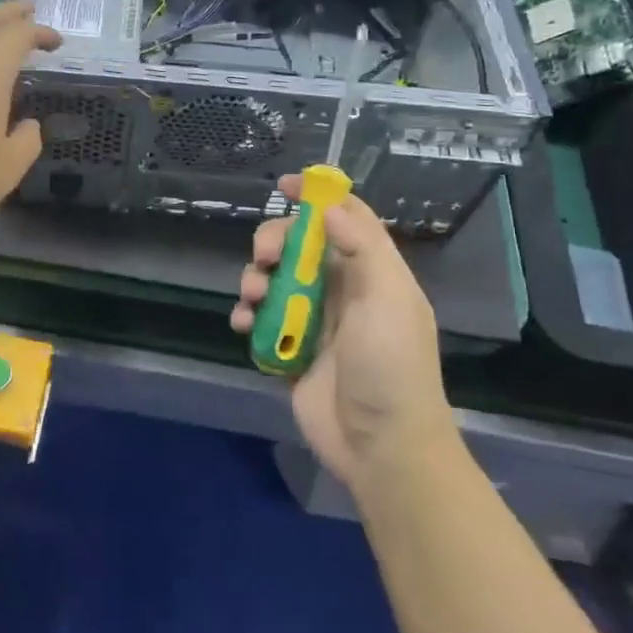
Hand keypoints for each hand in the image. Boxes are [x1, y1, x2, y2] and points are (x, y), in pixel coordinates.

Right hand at [232, 174, 454, 491]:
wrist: (381, 447)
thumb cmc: (390, 366)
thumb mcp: (387, 298)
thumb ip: (362, 246)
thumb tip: (330, 206)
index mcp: (372, 273)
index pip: (347, 219)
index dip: (319, 197)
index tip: (285, 185)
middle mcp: (342, 290)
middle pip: (300, 245)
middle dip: (274, 241)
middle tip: (263, 257)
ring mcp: (315, 321)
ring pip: (275, 280)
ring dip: (255, 279)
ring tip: (252, 298)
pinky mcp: (291, 350)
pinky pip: (261, 320)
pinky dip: (247, 315)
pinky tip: (242, 324)